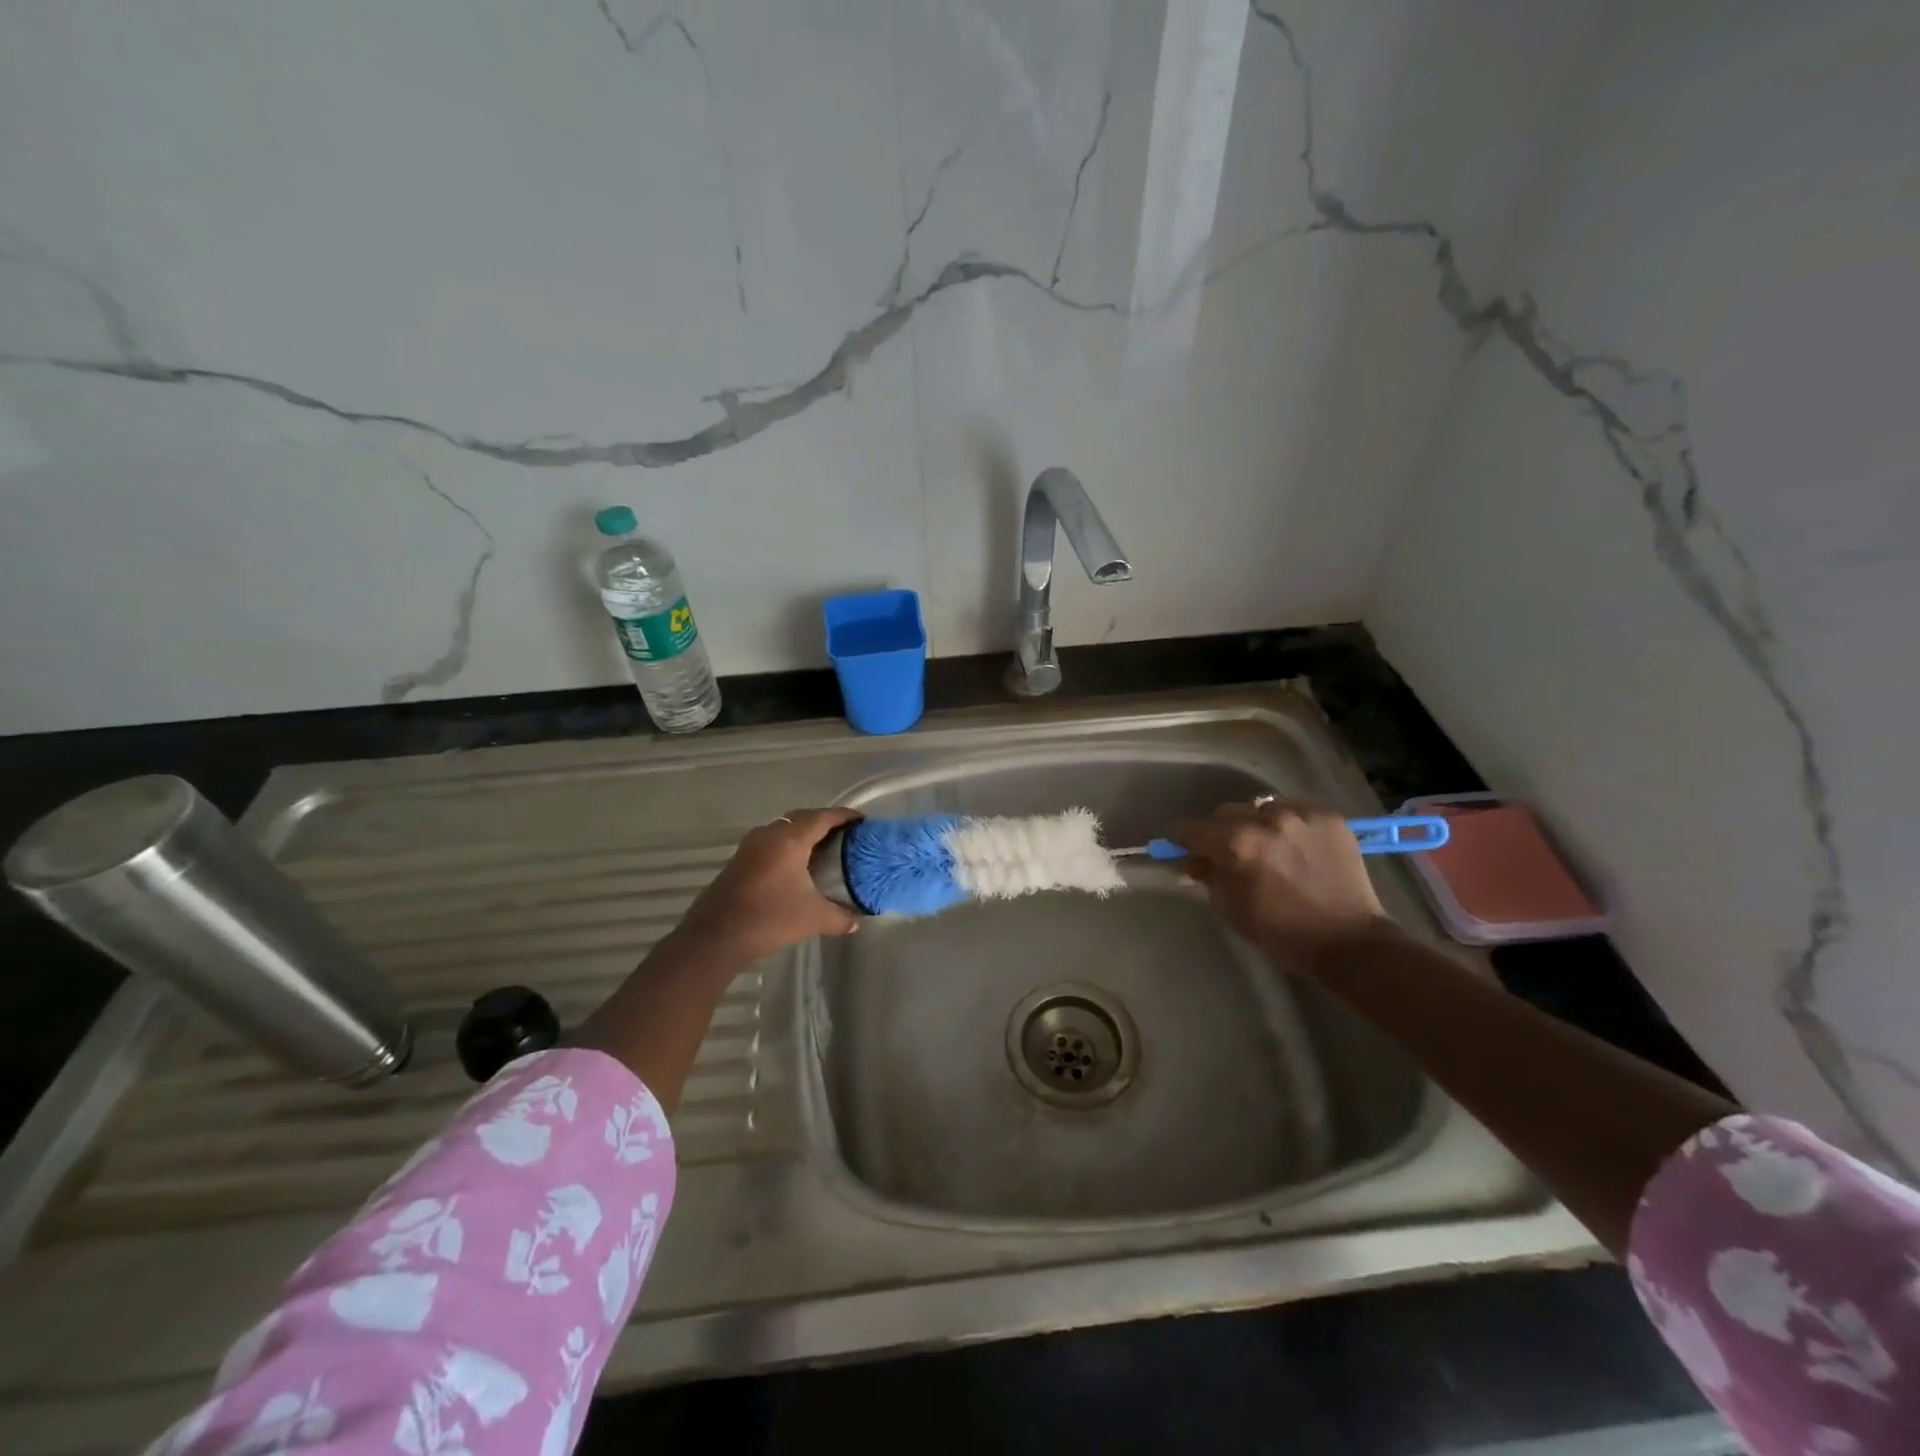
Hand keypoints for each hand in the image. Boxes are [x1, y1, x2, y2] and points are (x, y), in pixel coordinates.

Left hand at [673, 807, 860, 961]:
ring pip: (784, 829)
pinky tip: (797, 865)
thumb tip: (855, 923)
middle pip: (802, 818)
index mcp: (790, 840)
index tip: (862, 820)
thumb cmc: (769, 919)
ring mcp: (751, 845)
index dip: (844, 816)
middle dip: (824, 821)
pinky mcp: (740, 859)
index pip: (823, 817)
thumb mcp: (813, 918)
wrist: (715, 937)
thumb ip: (839, 917)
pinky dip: (788, 845)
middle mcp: (770, 834)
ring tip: (824, 847)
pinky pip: (771, 841)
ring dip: (804, 833)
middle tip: (845, 833)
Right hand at [1171, 798, 1396, 967]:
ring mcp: (1300, 813)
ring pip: (1260, 807)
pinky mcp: (1327, 815)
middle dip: (1221, 831)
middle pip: (1226, 812)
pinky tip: (1293, 844)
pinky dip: (1287, 823)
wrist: (1349, 941)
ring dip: (1255, 824)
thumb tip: (1196, 859)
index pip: (1192, 828)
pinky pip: (1293, 809)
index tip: (1184, 849)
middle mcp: (1266, 819)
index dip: (1183, 840)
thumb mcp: (1230, 908)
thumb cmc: (1282, 932)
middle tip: (1228, 852)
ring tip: (1267, 846)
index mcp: (1236, 843)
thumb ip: (1208, 875)